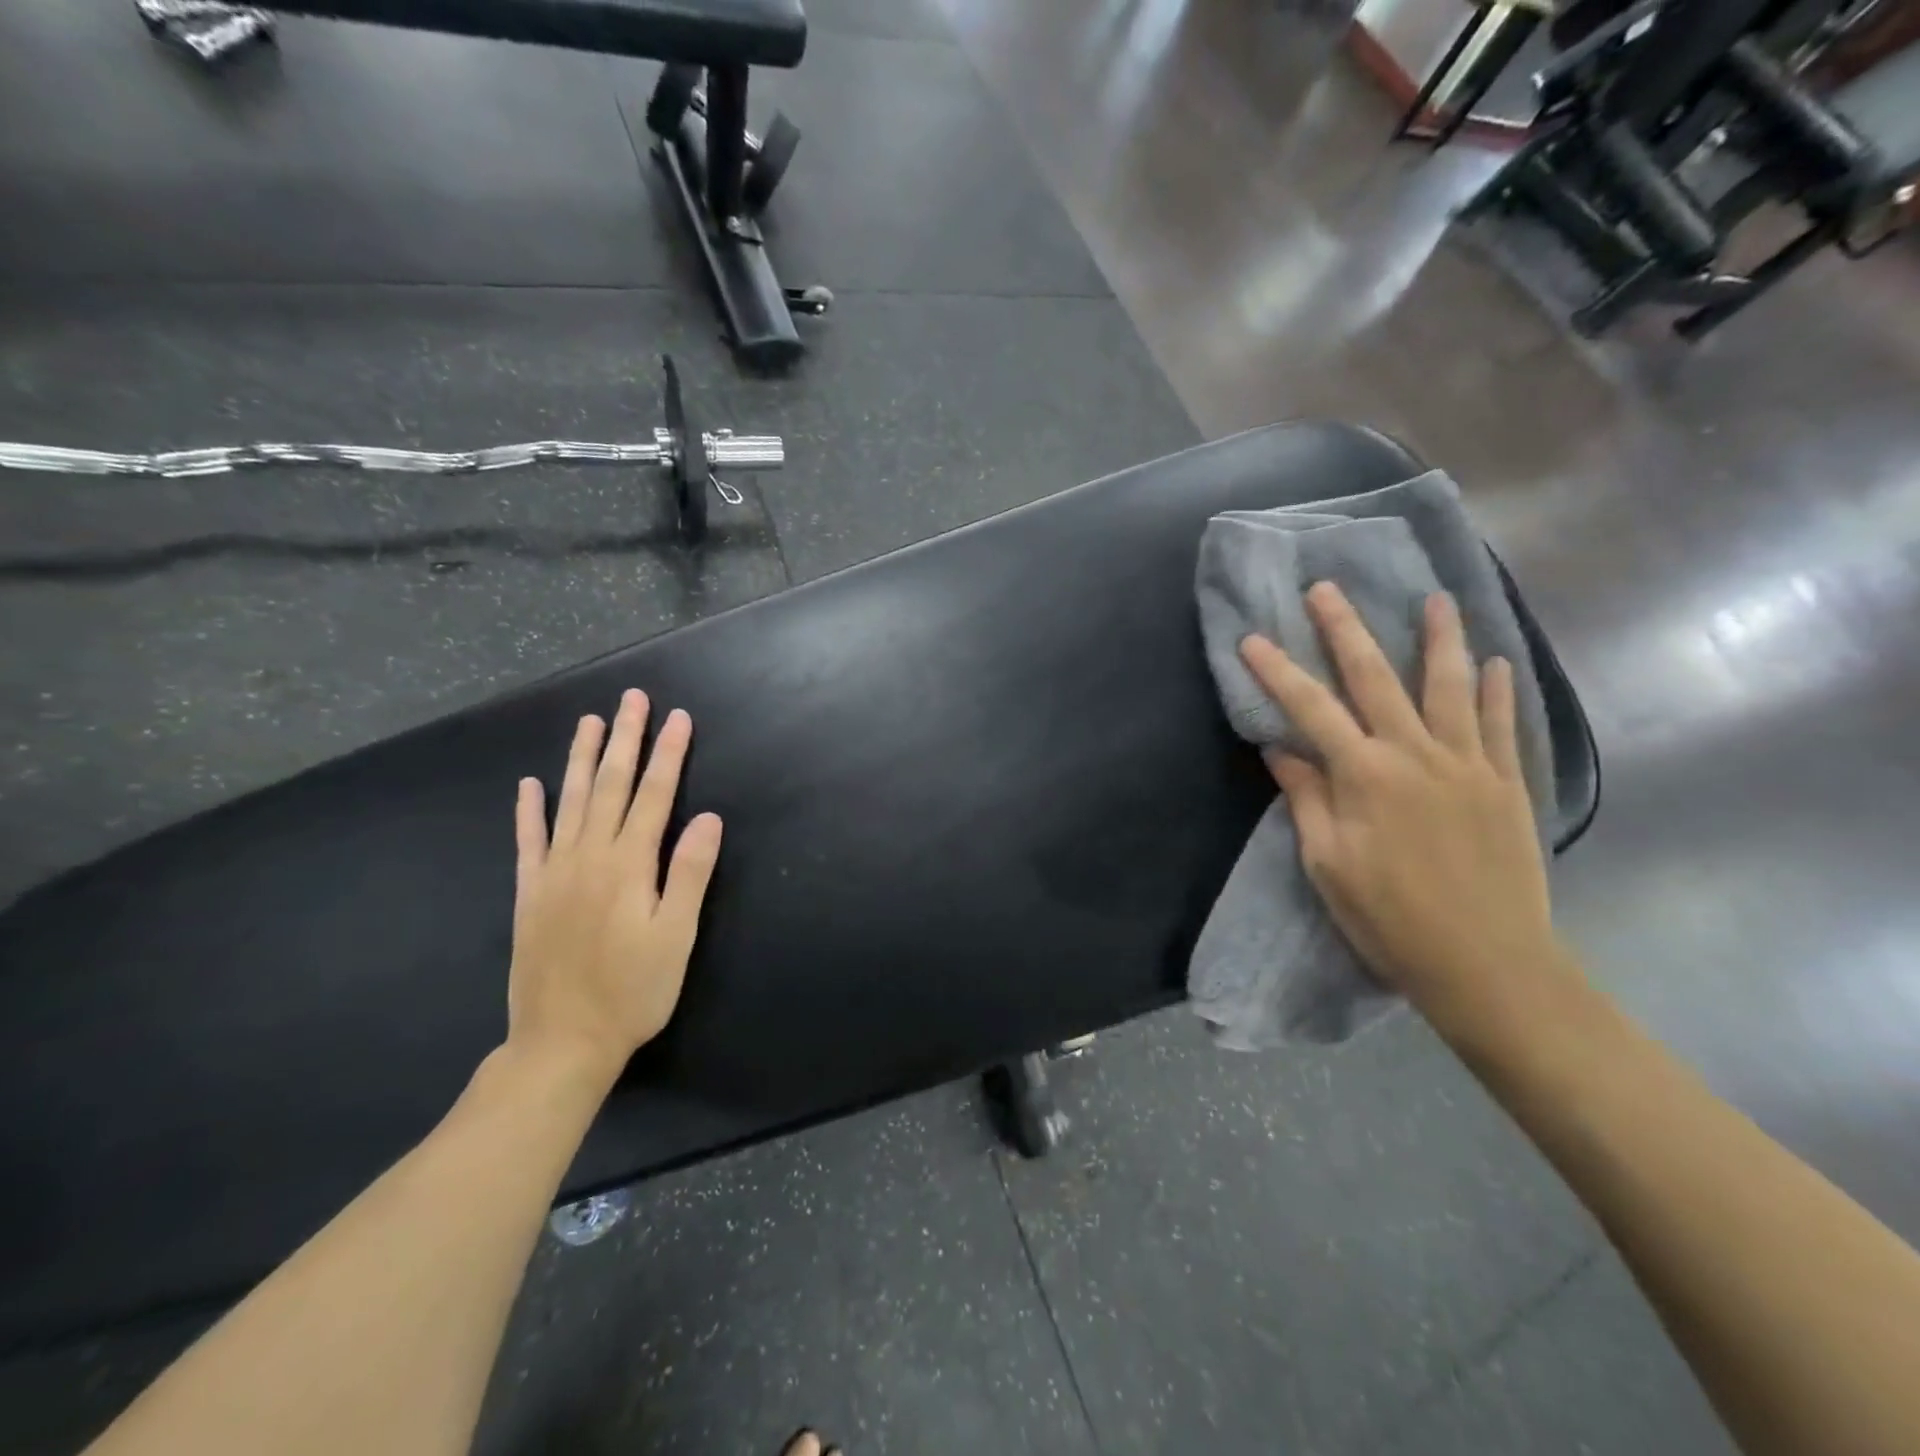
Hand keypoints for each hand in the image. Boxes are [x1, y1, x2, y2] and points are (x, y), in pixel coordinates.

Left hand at [507, 690, 722, 1083]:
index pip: (654, 796)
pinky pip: (528, 841)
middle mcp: (589, 857)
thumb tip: (708, 817)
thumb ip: (690, 873)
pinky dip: (529, 810)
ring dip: (580, 758)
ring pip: (569, 802)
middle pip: (610, 786)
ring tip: (589, 722)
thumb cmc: (633, 991)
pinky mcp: (530, 894)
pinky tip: (529, 784)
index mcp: (630, 865)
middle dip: (625, 739)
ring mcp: (554, 873)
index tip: (678, 718)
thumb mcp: (677, 936)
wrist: (561, 1042)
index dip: (668, 755)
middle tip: (632, 699)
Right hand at [1239, 584, 1564, 1029]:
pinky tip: (1493, 661)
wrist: (1487, 963)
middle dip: (1345, 630)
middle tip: (1327, 589)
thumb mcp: (1328, 863)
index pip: (1311, 709)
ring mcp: (1468, 764)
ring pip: (1450, 686)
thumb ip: (1307, 798)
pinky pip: (1500, 724)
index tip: (1252, 639)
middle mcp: (1416, 754)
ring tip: (1434, 598)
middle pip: (1376, 678)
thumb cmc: (1390, 918)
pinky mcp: (1506, 783)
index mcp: (1364, 775)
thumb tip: (1281, 750)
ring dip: (1439, 638)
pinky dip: (1496, 690)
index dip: (1277, 672)